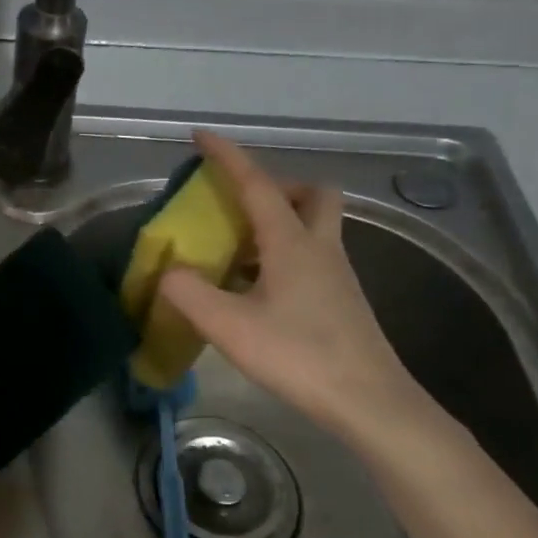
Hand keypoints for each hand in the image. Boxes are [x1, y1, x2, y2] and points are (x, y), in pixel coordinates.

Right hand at [159, 130, 434, 444]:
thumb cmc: (299, 356)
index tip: (201, 136)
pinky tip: (256, 289)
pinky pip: (310, 257)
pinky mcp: (340, 300)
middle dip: (275, 187)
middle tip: (240, 206)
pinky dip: (282, 256)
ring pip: (313, 226)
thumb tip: (169, 271)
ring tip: (236, 250)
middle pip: (310, 194)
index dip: (227, 157)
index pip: (256, 185)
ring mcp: (336, 274)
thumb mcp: (230, 326)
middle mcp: (319, 248)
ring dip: (278, 222)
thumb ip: (189, 293)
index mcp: (291, 243)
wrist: (368, 401)